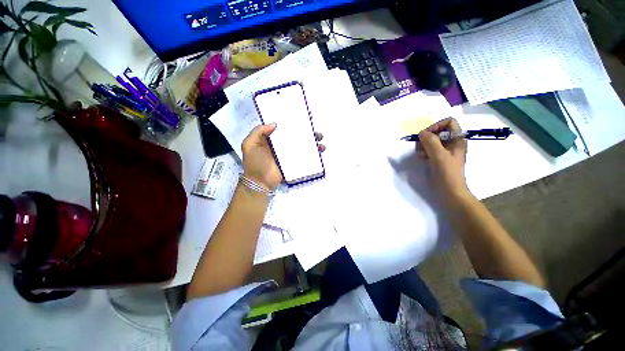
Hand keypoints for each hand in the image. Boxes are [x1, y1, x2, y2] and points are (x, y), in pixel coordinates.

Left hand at [241, 124, 324, 189]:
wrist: (260, 182)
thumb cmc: (255, 163)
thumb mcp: (249, 144)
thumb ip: (258, 131)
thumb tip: (275, 124)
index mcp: (271, 139)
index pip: (283, 128)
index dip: (292, 123)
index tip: (302, 119)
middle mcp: (282, 145)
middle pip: (296, 136)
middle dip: (307, 133)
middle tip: (315, 132)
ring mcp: (289, 154)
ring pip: (302, 145)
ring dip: (312, 142)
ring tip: (320, 141)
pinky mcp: (294, 163)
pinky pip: (304, 156)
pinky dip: (313, 153)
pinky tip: (320, 150)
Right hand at [417, 118, 469, 199]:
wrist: (449, 191)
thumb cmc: (447, 173)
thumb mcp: (439, 156)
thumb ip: (431, 142)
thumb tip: (421, 133)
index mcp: (457, 139)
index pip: (448, 122)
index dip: (437, 126)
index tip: (427, 136)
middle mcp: (451, 143)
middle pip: (437, 131)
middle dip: (427, 137)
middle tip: (422, 147)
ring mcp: (444, 151)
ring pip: (431, 140)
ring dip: (423, 145)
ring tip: (422, 154)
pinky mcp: (437, 158)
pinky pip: (428, 149)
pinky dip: (423, 151)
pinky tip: (422, 158)